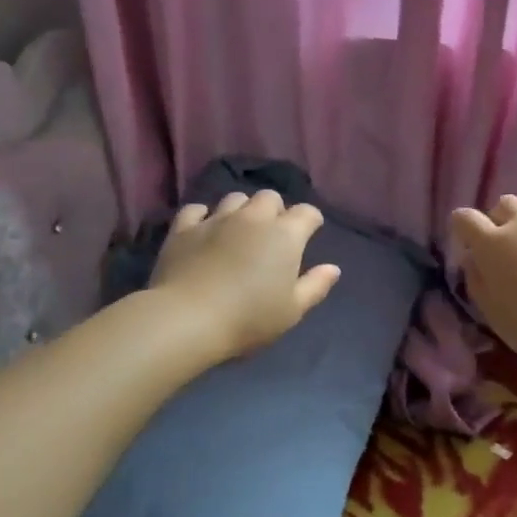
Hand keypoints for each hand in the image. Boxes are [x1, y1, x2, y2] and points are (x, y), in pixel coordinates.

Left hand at [149, 190, 341, 360]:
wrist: (188, 319)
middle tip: (271, 234)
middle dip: (275, 210)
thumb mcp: (292, 311)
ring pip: (234, 199)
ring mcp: (216, 219)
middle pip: (269, 197)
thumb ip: (315, 286)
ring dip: (241, 210)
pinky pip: (196, 210)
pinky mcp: (184, 228)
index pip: (307, 213)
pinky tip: (203, 230)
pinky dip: (203, 217)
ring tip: (238, 231)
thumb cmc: (249, 318)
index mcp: (285, 235)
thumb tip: (333, 268)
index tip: (309, 234)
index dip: (310, 221)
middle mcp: (253, 218)